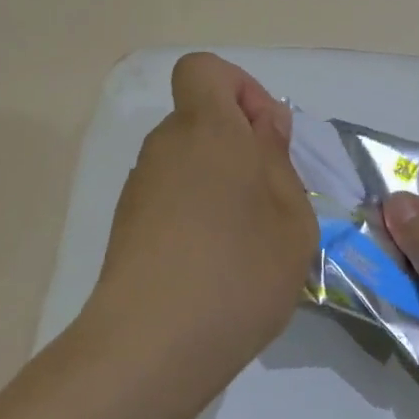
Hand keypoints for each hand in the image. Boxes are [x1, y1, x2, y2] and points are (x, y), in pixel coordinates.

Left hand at [84, 53, 316, 392]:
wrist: (150, 348)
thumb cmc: (237, 271)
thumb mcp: (290, 216)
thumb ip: (278, 159)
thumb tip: (263, 124)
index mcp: (206, 130)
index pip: (204, 70)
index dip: (239, 88)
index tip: (266, 137)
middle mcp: (165, 148)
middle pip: (200, 120)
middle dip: (239, 144)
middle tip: (271, 199)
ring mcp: (140, 189)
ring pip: (188, 162)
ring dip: (221, 184)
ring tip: (248, 240)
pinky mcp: (128, 228)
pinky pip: (171, 198)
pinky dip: (197, 215)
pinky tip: (216, 265)